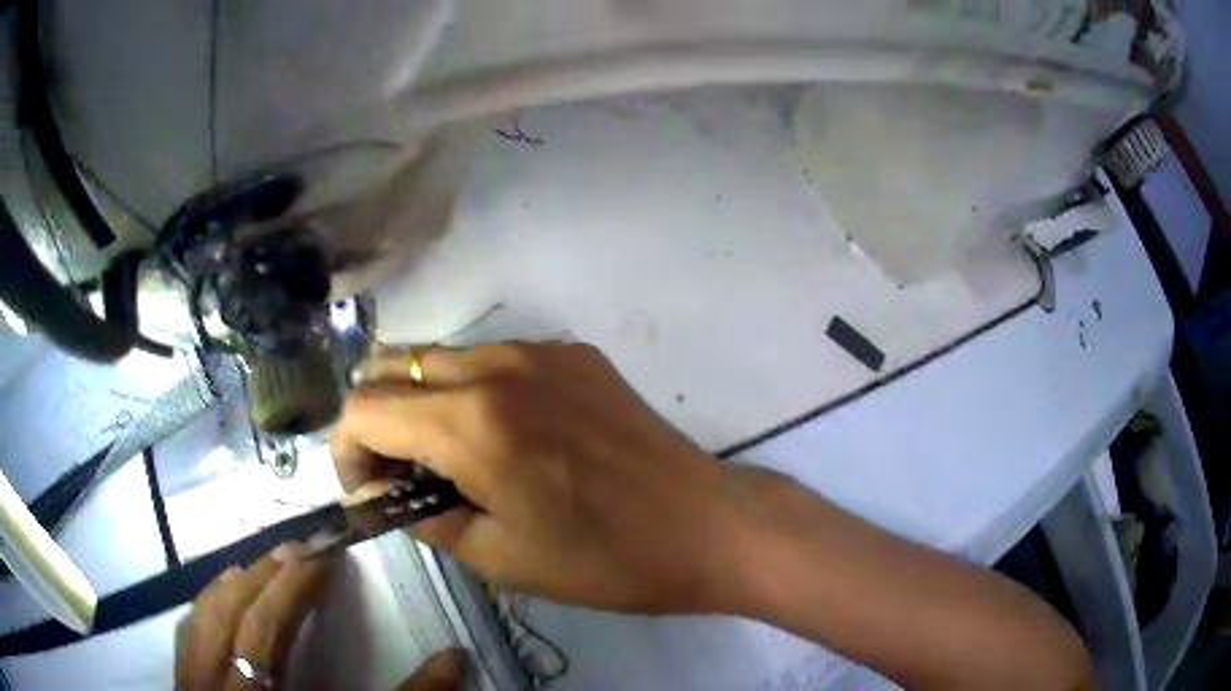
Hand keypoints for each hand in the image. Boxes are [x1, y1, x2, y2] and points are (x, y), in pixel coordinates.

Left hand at [175, 544, 465, 690]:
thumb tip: (453, 657)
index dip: (296, 585)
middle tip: (299, 549)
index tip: (325, 553)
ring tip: (260, 567)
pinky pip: (188, 634)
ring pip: (204, 618)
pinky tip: (220, 602)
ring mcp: (195, 684)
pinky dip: (207, 608)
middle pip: (232, 615)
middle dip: (265, 576)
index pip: (269, 627)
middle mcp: (217, 685)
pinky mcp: (186, 686)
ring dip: (233, 586)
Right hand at [332, 343, 746, 612]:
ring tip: (450, 459)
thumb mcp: (498, 556)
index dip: (347, 452)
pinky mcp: (573, 354)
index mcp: (471, 421)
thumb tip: (384, 493)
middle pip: (393, 366)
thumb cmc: (602, 559)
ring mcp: (539, 350)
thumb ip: (423, 516)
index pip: (364, 409)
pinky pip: (493, 360)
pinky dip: (470, 392)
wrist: (705, 524)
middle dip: (377, 420)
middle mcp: (496, 365)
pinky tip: (505, 437)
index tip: (367, 490)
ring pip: (440, 358)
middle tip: (399, 474)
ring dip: (421, 403)